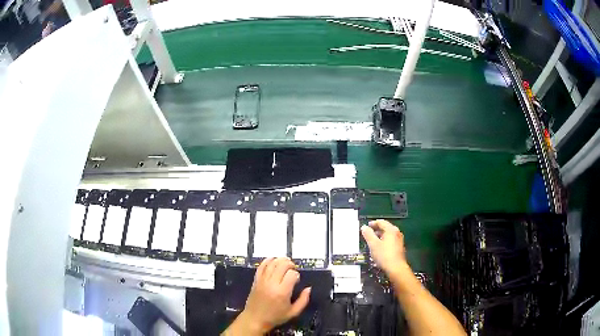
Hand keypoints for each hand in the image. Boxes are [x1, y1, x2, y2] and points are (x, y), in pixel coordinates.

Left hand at [238, 258, 310, 333]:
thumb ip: (303, 300)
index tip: (296, 281)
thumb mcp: (293, 312)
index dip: (296, 275)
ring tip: (286, 263)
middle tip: (293, 270)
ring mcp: (262, 281)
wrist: (255, 319)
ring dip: (280, 260)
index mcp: (282, 292)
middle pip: (282, 265)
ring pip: (272, 263)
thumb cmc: (275, 317)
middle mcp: (272, 284)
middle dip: (290, 264)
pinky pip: (261, 266)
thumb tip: (308, 288)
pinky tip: (273, 260)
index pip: (292, 274)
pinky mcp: (256, 280)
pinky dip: (268, 261)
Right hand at [361, 220, 408, 274]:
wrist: (396, 268)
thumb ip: (368, 234)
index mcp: (391, 230)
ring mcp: (399, 240)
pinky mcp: (399, 247)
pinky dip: (384, 241)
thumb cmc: (384, 255)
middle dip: (376, 230)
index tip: (366, 226)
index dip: (373, 223)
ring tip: (372, 241)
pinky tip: (379, 248)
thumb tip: (364, 227)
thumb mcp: (373, 244)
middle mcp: (397, 233)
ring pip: (388, 235)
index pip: (381, 222)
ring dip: (380, 236)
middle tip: (368, 234)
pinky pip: (390, 240)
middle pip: (385, 227)